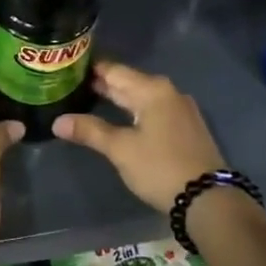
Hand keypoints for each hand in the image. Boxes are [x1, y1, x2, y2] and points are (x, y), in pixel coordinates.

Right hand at [53, 59, 225, 213]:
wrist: (208, 199)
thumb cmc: (160, 167)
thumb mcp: (120, 149)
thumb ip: (89, 131)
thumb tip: (57, 122)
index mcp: (152, 90)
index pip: (114, 70)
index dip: (90, 68)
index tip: (67, 66)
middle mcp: (168, 92)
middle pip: (128, 82)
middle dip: (101, 84)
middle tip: (70, 84)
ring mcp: (180, 110)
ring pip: (141, 97)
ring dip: (117, 98)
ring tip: (88, 99)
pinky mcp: (185, 128)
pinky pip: (152, 110)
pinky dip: (133, 111)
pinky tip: (118, 118)